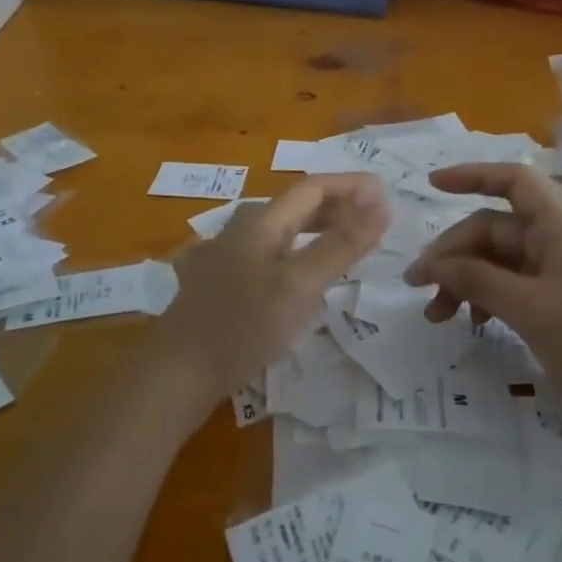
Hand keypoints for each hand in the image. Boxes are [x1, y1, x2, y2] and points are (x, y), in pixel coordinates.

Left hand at [151, 174, 387, 407]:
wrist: (175, 374)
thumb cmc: (242, 325)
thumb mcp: (300, 285)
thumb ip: (342, 245)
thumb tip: (381, 205)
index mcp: (260, 221)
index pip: (313, 187)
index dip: (350, 186)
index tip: (385, 191)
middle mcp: (241, 229)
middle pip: (297, 206)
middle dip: (338, 206)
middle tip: (374, 219)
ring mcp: (227, 255)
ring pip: (283, 231)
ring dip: (319, 229)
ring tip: (348, 242)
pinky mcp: (221, 283)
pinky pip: (270, 254)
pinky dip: (299, 253)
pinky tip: (304, 273)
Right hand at [403, 163, 561, 404]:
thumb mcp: (530, 308)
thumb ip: (477, 280)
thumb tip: (431, 264)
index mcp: (558, 226)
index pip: (512, 181)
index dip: (472, 175)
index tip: (432, 186)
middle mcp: (556, 242)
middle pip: (493, 228)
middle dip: (453, 252)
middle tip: (418, 286)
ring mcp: (557, 275)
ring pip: (497, 262)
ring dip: (464, 280)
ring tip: (435, 316)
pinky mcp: (557, 307)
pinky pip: (510, 288)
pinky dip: (485, 299)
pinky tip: (471, 324)